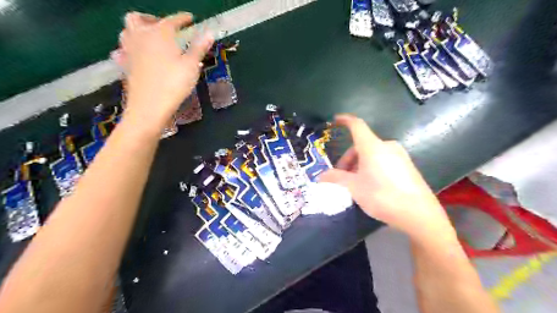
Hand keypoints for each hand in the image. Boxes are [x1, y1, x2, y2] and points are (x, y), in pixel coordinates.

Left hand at [111, 11, 213, 132]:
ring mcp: (129, 50)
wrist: (150, 106)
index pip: (172, 20)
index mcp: (160, 34)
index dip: (182, 18)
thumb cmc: (174, 84)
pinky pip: (122, 50)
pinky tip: (136, 55)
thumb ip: (199, 48)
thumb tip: (209, 33)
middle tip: (163, 27)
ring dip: (137, 30)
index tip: (190, 18)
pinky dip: (129, 49)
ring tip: (150, 39)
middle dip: (151, 18)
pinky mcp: (124, 65)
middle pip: (139, 18)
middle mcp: (140, 36)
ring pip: (126, 31)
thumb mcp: (191, 65)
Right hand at [320, 115, 453, 239]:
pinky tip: (371, 186)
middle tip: (342, 177)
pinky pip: (383, 161)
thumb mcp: (354, 187)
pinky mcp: (407, 167)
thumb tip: (321, 176)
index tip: (335, 120)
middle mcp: (387, 146)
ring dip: (358, 165)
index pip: (357, 126)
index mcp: (373, 146)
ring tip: (355, 184)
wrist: (418, 214)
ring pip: (372, 155)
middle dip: (348, 159)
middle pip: (361, 145)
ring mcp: (399, 156)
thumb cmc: (382, 195)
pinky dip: (371, 168)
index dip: (345, 120)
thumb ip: (336, 178)